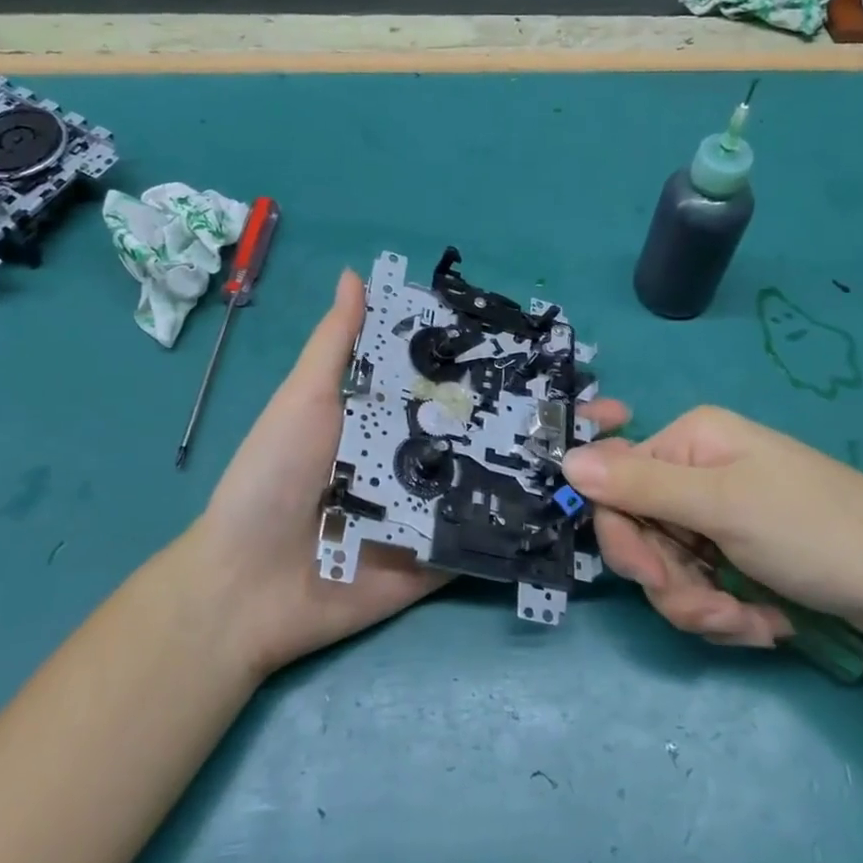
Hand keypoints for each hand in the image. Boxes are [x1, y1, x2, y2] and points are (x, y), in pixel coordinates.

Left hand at [187, 269, 630, 675]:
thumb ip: (336, 345)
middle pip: (493, 429)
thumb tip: (357, 274)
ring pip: (504, 478)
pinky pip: (493, 536)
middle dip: (547, 414)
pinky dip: (536, 521)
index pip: (457, 382)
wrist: (246, 588)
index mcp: (391, 415)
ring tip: (615, 445)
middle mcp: (421, 457)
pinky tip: (587, 503)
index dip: (503, 365)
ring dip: (557, 463)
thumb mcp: (302, 400)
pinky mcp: (443, 557)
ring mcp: (436, 508)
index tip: (557, 351)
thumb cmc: (271, 479)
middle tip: (607, 403)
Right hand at [561, 406, 862, 651]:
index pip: (616, 487)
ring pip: (671, 570)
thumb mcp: (724, 506)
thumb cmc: (820, 531)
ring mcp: (723, 514)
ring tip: (752, 624)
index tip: (655, 579)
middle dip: (674, 585)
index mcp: (691, 441)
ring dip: (703, 606)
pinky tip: (768, 623)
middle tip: (716, 613)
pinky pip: (704, 586)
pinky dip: (729, 612)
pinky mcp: (743, 554)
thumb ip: (640, 484)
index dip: (626, 539)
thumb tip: (565, 460)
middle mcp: (699, 471)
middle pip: (643, 534)